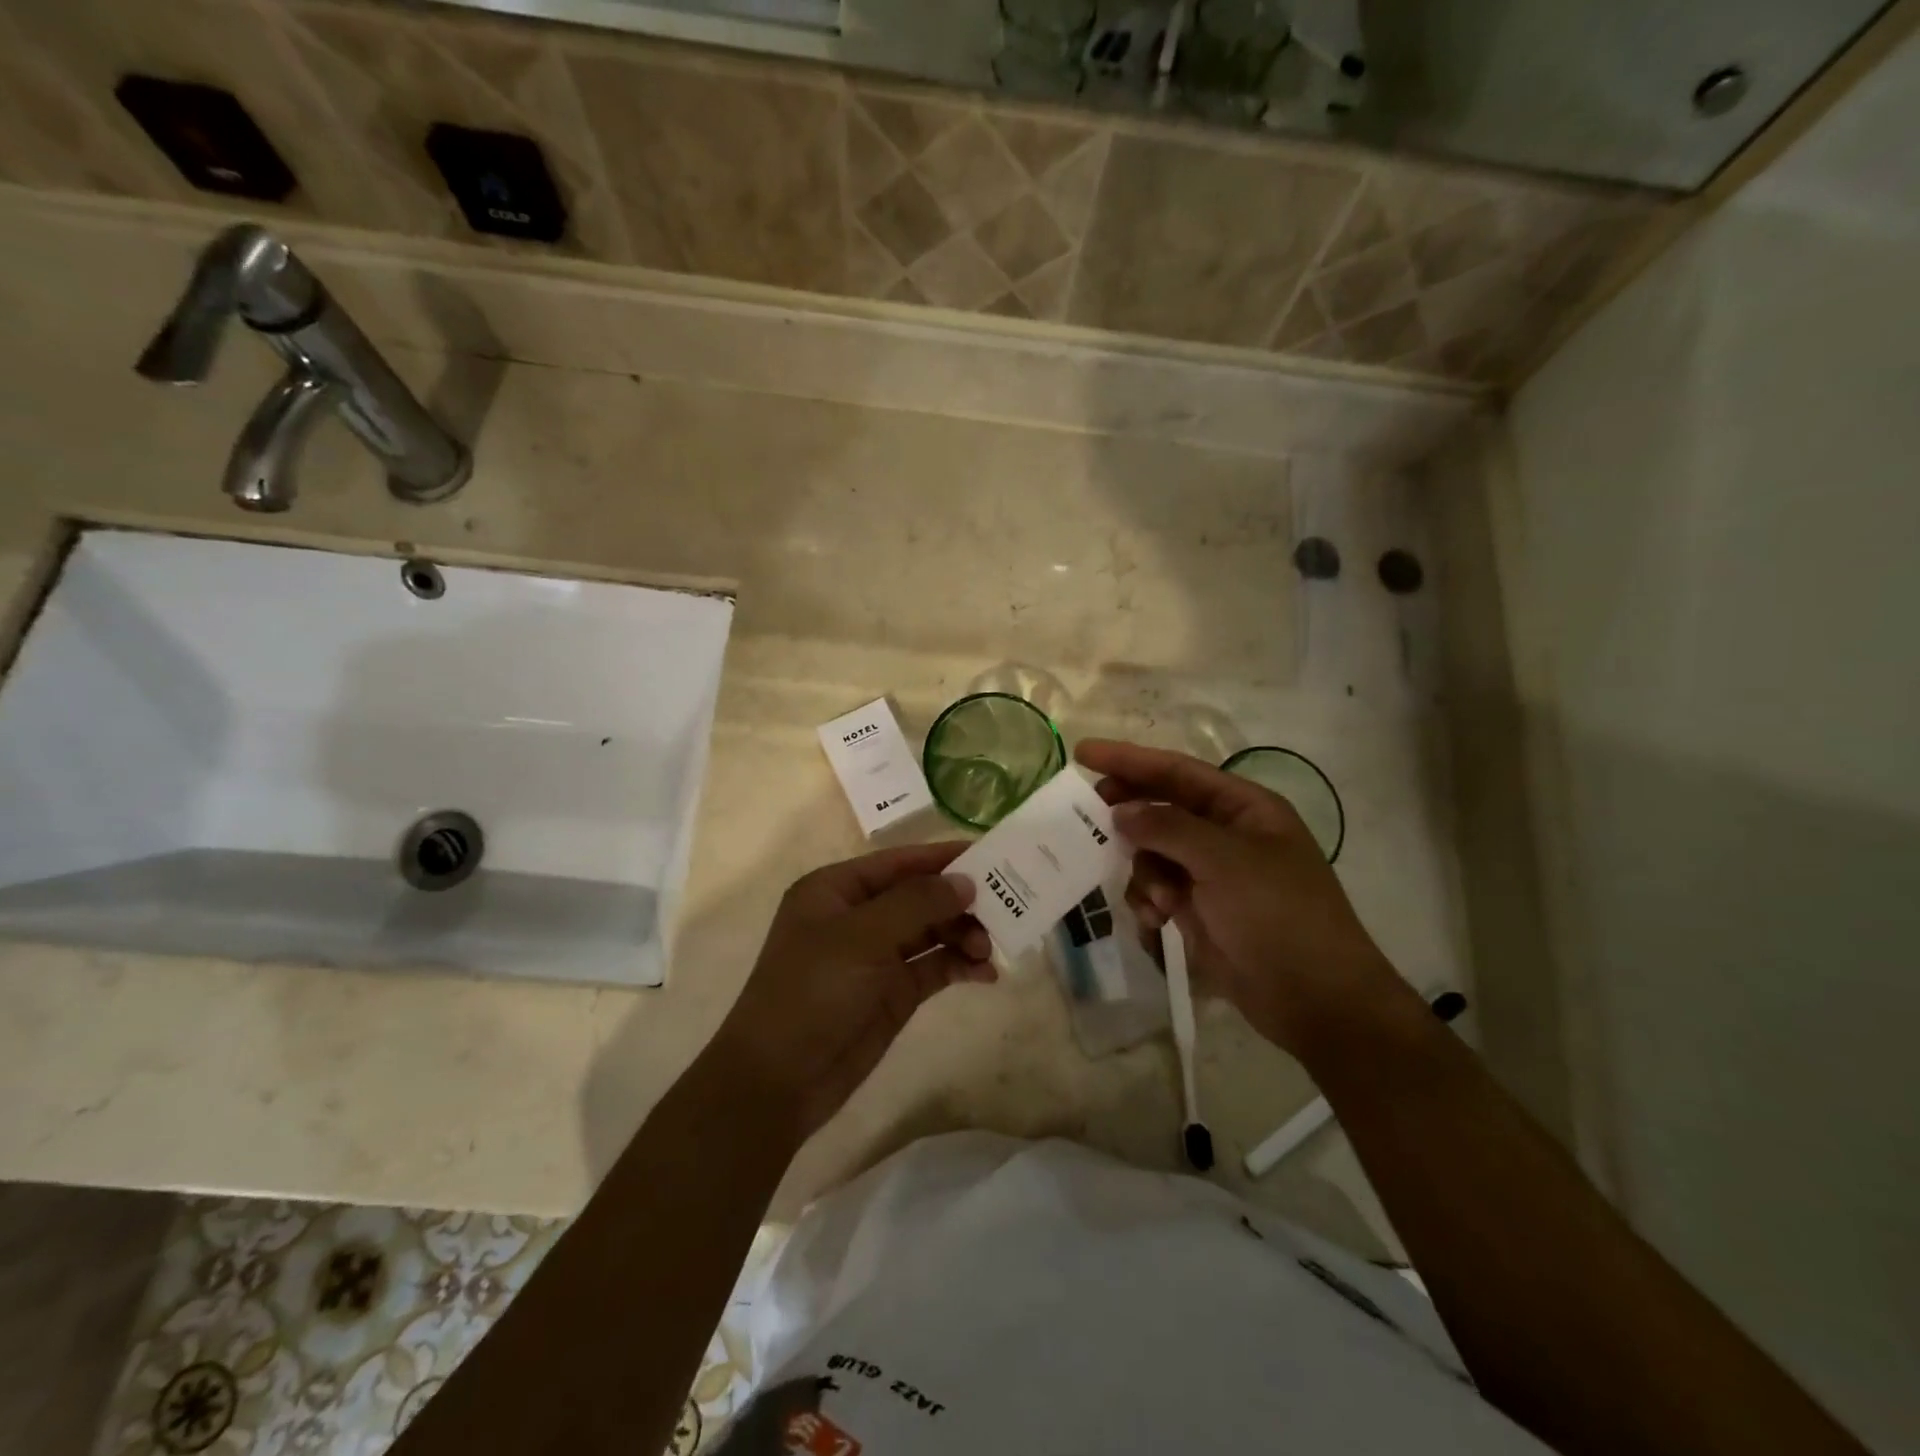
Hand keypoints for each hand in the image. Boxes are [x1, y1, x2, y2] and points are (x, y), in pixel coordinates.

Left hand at [709, 843, 993, 1142]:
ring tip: (990, 949)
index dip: (944, 858)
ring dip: (964, 934)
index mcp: (838, 889)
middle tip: (1003, 909)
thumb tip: (965, 882)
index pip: (900, 862)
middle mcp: (859, 916)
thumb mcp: (861, 938)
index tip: (992, 855)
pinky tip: (986, 973)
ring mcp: (877, 955)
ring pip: (933, 931)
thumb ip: (916, 903)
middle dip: (960, 902)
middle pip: (921, 896)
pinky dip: (960, 965)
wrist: (778, 1079)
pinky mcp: (893, 992)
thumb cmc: (811, 991)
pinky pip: (935, 967)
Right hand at [1075, 739, 1417, 1055]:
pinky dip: (1150, 902)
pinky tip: (1157, 921)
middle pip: (1161, 810)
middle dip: (1130, 817)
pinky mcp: (1199, 911)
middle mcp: (1225, 835)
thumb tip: (1121, 812)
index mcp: (1243, 808)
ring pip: (1153, 854)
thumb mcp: (1224, 861)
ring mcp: (1211, 874)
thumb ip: (1168, 828)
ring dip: (1145, 873)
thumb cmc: (1278, 915)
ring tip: (1157, 902)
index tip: (1084, 753)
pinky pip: (1157, 891)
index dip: (1130, 759)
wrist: (1314, 999)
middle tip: (1088, 817)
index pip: (1178, 771)